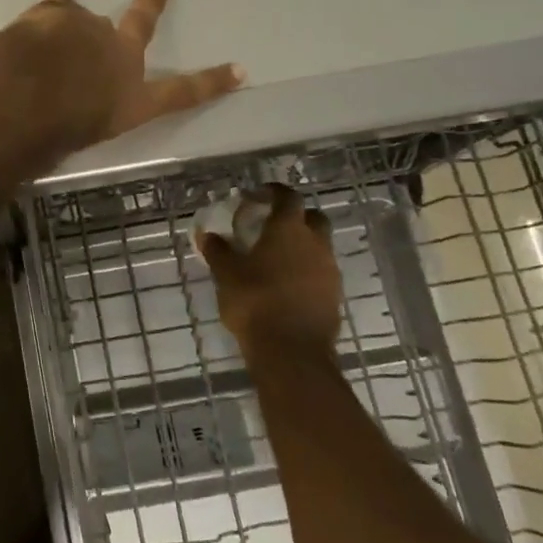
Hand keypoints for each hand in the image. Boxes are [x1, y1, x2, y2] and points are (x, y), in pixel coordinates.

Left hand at [4, 0, 243, 149]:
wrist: (27, 96)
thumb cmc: (55, 134)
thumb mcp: (79, 142)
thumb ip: (83, 123)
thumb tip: (69, 118)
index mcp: (133, 99)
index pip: (182, 93)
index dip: (211, 83)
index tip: (239, 70)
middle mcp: (119, 57)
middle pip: (142, 24)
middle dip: (154, 2)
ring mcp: (90, 30)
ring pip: (90, 18)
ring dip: (81, 18)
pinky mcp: (58, 14)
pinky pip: (60, 0)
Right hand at [199, 184, 343, 356]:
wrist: (292, 351)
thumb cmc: (255, 302)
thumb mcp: (226, 274)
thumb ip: (218, 251)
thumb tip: (208, 235)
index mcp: (288, 230)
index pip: (288, 198)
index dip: (274, 192)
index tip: (259, 194)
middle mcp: (315, 244)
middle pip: (313, 219)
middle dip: (295, 217)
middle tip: (271, 226)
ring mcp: (329, 270)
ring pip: (319, 247)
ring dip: (301, 247)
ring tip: (275, 259)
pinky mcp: (334, 296)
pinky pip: (321, 272)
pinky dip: (306, 271)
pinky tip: (286, 285)